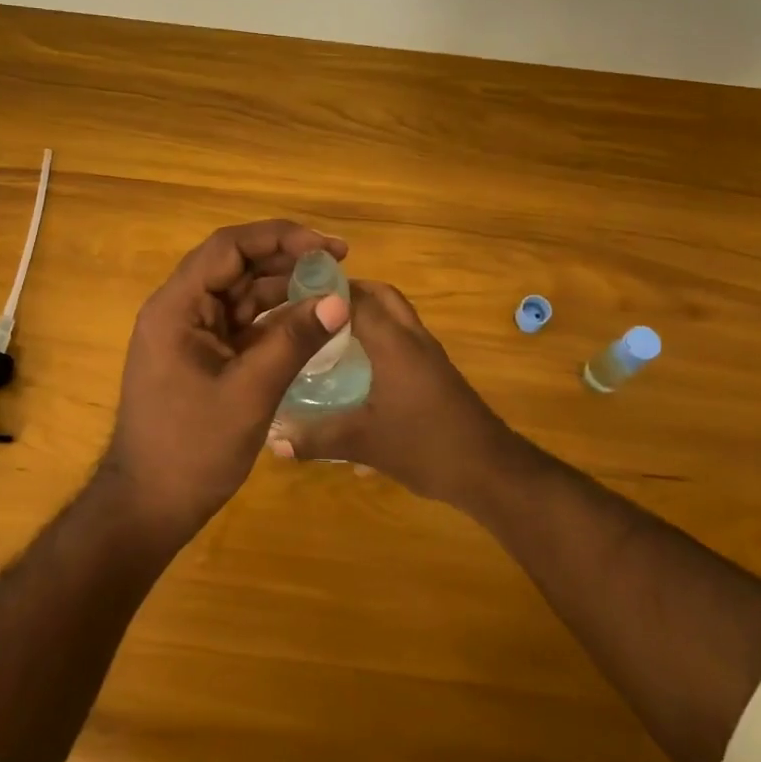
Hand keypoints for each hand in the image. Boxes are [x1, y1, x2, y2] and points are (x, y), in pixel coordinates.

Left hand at [101, 220, 350, 530]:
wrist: (149, 506)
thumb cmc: (192, 450)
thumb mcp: (249, 394)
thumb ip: (293, 341)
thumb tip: (340, 300)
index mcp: (177, 307)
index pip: (228, 248)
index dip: (279, 238)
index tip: (326, 247)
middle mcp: (180, 310)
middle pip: (235, 265)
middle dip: (286, 258)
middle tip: (338, 261)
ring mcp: (190, 333)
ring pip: (240, 292)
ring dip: (283, 286)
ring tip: (331, 286)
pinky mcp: (202, 355)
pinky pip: (241, 322)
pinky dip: (274, 318)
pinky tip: (308, 319)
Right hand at [266, 280, 524, 510]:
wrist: (489, 469)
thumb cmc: (425, 446)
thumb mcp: (363, 443)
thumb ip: (316, 439)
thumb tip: (272, 440)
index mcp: (393, 342)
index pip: (355, 299)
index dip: (323, 292)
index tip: (289, 297)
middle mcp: (412, 338)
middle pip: (382, 296)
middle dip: (348, 293)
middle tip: (312, 309)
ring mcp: (429, 354)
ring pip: (396, 316)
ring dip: (367, 313)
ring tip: (328, 334)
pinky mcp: (437, 372)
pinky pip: (404, 337)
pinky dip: (380, 336)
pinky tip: (359, 367)